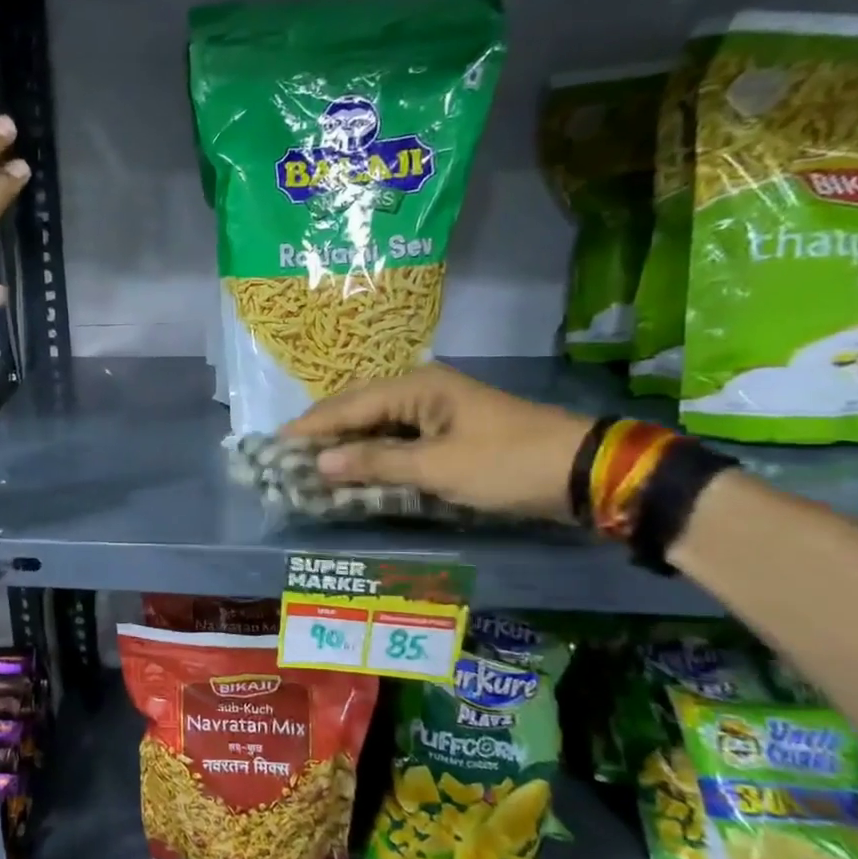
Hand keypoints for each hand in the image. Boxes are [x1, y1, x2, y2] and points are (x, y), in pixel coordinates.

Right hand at [281, 365, 593, 521]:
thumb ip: (375, 463)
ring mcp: (436, 409)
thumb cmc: (505, 464)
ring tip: (311, 460)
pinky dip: (372, 451)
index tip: (275, 444)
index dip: (311, 427)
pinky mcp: (448, 430)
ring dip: (345, 442)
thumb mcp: (437, 468)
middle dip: (323, 431)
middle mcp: (421, 389)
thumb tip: (318, 464)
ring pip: (376, 422)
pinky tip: (354, 465)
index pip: (348, 405)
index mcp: (416, 386)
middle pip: (358, 407)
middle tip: (287, 452)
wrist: (581, 472)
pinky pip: (396, 436)